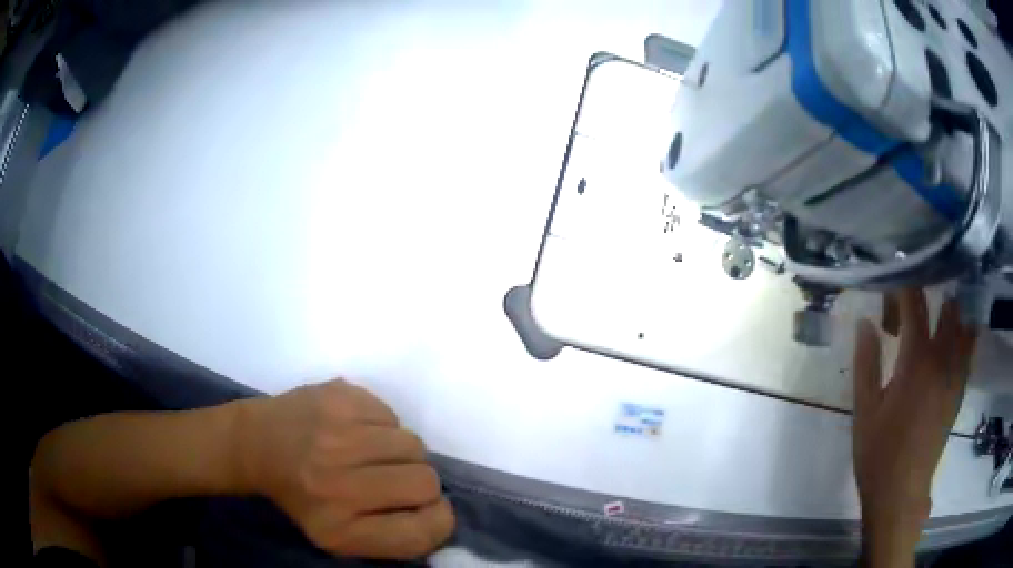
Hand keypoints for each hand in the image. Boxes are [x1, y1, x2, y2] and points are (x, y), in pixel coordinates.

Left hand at [234, 379, 454, 559]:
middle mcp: (337, 484)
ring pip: (414, 445)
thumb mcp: (340, 536)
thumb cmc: (303, 497)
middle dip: (419, 482)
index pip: (419, 533)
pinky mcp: (337, 397)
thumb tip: (441, 511)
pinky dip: (383, 425)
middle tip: (392, 477)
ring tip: (371, 453)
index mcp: (338, 529)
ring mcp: (336, 435)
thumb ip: (393, 536)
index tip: (428, 510)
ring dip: (401, 452)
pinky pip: (392, 415)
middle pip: (425, 482)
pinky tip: (356, 429)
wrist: (256, 443)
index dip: (438, 520)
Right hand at [853, 289, 976, 565]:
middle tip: (917, 297)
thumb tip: (865, 321)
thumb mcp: (864, 411)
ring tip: (940, 302)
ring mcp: (956, 374)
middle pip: (947, 306)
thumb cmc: (879, 453)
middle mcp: (942, 359)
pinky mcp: (960, 389)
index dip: (904, 284)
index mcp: (915, 361)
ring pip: (964, 323)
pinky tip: (957, 328)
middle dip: (933, 292)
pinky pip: (970, 348)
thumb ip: (866, 363)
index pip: (914, 303)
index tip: (894, 276)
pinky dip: (966, 329)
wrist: (902, 492)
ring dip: (953, 307)